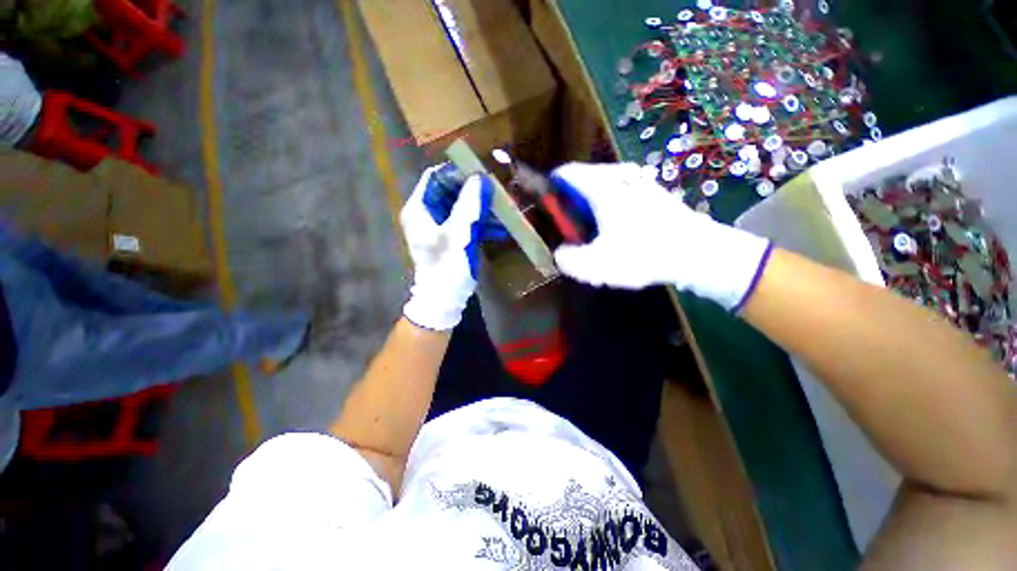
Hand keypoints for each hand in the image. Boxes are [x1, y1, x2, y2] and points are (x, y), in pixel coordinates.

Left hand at [401, 167, 491, 330]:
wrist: (445, 299)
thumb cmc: (446, 265)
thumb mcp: (458, 233)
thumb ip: (468, 204)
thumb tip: (480, 177)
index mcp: (419, 209)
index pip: (435, 178)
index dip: (457, 172)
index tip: (480, 173)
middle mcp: (427, 214)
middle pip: (451, 191)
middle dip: (475, 192)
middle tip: (496, 191)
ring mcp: (441, 226)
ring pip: (463, 207)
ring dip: (482, 209)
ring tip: (504, 210)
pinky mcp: (453, 238)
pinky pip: (468, 223)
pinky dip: (482, 224)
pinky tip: (501, 228)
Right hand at [550, 163, 772, 310]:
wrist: (700, 253)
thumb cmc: (645, 254)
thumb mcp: (597, 265)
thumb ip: (569, 260)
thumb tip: (561, 253)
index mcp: (603, 187)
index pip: (567, 173)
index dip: (551, 185)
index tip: (547, 205)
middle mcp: (621, 177)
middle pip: (585, 179)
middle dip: (572, 201)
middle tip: (571, 227)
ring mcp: (641, 182)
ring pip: (604, 186)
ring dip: (592, 204)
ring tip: (594, 231)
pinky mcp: (654, 194)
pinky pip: (622, 192)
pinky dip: (611, 206)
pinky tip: (618, 230)